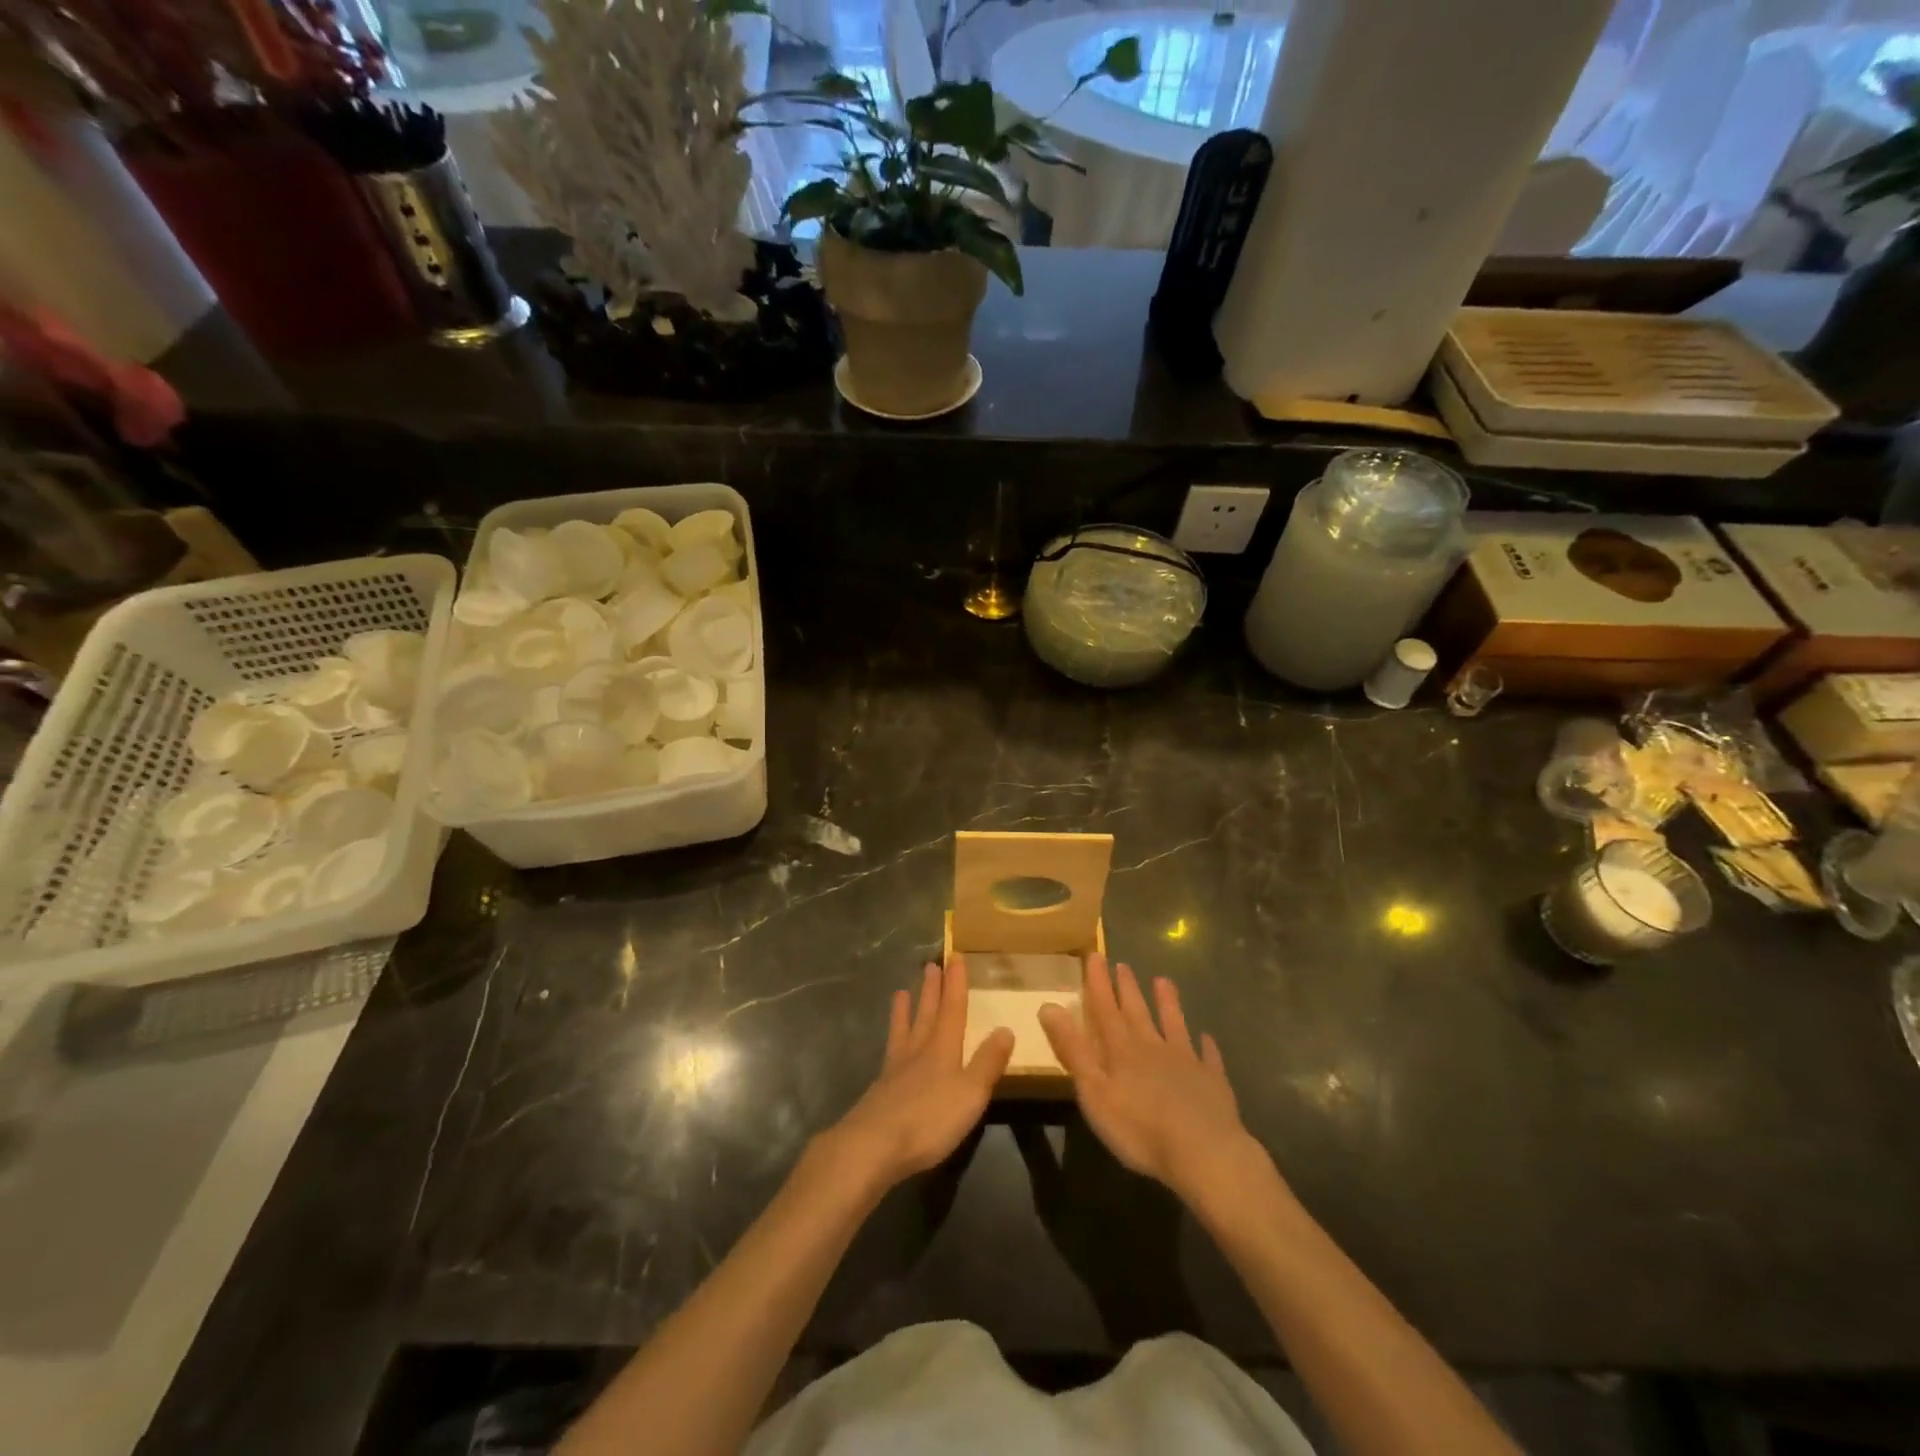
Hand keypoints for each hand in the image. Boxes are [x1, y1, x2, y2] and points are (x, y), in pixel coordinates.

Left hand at [828, 957, 1013, 1193]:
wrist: (873, 1145)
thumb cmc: (929, 1119)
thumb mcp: (970, 1093)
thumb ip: (988, 1062)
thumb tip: (1005, 1028)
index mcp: (943, 1048)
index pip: (952, 1008)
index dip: (955, 983)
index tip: (955, 956)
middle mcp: (918, 1051)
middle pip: (927, 1013)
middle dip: (932, 989)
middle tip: (931, 965)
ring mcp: (896, 1069)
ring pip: (904, 1030)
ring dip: (906, 1010)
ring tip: (901, 992)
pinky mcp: (881, 1089)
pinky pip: (890, 1052)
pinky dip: (892, 1040)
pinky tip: (891, 1046)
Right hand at [1039, 957, 1260, 1206]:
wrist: (1204, 1152)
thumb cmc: (1140, 1128)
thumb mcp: (1094, 1091)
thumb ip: (1073, 1049)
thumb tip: (1048, 1006)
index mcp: (1122, 1050)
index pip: (1105, 1009)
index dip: (1098, 982)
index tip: (1094, 955)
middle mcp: (1153, 1047)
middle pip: (1137, 1012)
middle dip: (1127, 988)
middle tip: (1122, 964)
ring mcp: (1186, 1062)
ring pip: (1173, 1025)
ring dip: (1167, 1003)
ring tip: (1164, 981)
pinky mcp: (1212, 1082)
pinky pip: (1208, 1057)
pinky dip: (1206, 1046)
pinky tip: (1207, 1038)